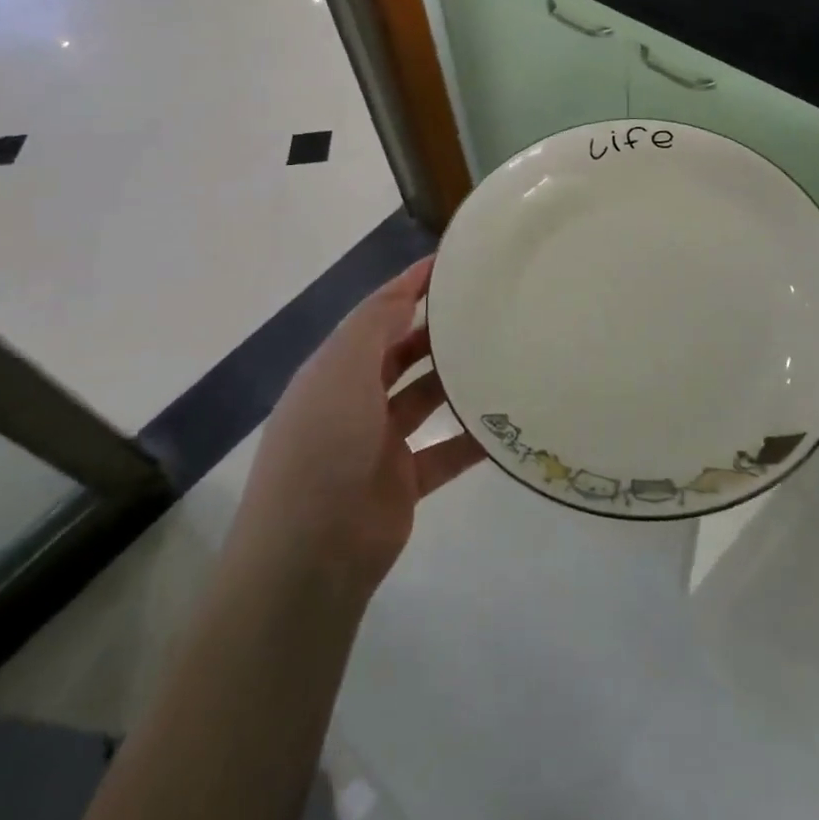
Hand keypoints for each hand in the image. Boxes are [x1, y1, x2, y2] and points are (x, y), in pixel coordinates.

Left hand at [233, 258, 483, 597]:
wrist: (310, 556)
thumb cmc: (323, 446)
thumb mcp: (343, 370)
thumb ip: (376, 325)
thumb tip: (405, 291)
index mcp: (334, 369)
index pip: (376, 314)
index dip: (410, 286)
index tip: (453, 263)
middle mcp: (354, 400)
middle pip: (402, 353)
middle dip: (437, 331)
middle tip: (488, 309)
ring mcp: (378, 443)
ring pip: (426, 399)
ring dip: (457, 380)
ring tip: (503, 355)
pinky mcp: (403, 481)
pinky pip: (446, 451)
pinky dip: (472, 438)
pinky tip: (508, 422)